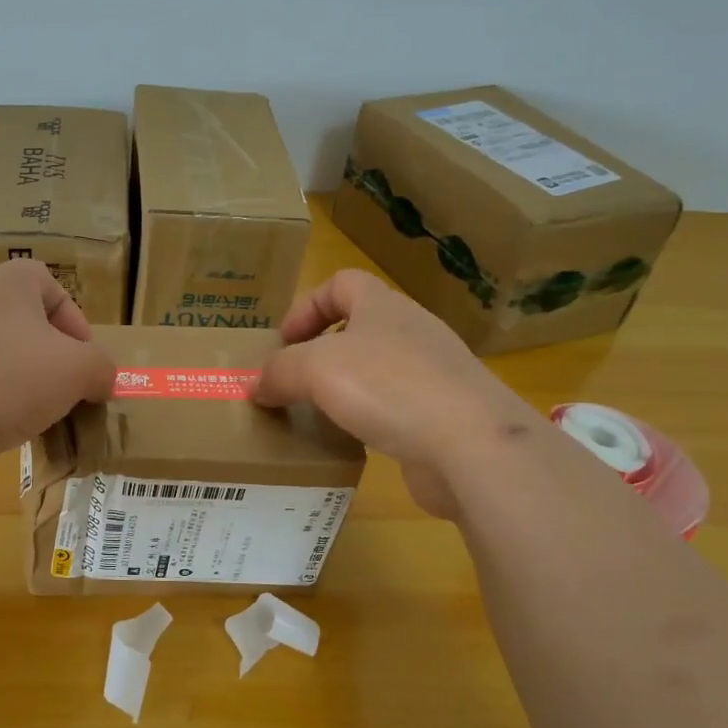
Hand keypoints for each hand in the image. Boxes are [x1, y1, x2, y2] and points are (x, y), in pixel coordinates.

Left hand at [0, 259, 114, 502]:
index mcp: (4, 285)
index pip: (47, 283)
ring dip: (23, 385)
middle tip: (66, 389)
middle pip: (22, 324)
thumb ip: (101, 368)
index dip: (74, 320)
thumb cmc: (8, 379)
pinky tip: (3, 433)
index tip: (85, 360)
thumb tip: (100, 380)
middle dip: (50, 358)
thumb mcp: (79, 370)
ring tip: (38, 417)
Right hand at [252, 270, 530, 518]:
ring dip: (345, 388)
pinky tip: (354, 441)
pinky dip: (370, 419)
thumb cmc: (388, 386)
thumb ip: (278, 372)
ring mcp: (434, 374)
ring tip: (317, 415)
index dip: (306, 306)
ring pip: (377, 370)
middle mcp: (412, 332)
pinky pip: (396, 408)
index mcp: (384, 306)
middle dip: (321, 352)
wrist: (471, 444)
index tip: (283, 342)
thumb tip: (255, 386)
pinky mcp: (444, 415)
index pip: (341, 283)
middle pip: (359, 327)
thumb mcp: (315, 369)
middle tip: (293, 382)